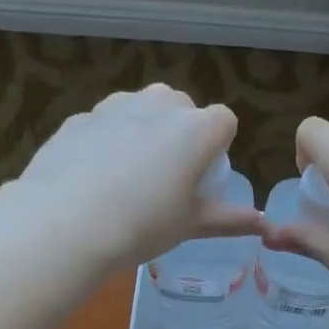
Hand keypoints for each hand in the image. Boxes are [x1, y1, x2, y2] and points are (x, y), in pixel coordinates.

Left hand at [8, 84, 259, 269]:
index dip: (216, 149)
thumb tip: (262, 224)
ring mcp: (115, 105)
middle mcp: (160, 103)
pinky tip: (91, 180)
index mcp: (197, 128)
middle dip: (178, 135)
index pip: (224, 122)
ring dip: (141, 134)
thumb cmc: (143, 225)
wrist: (66, 223)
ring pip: (140, 112)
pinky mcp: (80, 117)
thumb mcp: (191, 225)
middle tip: (164, 181)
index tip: (201, 178)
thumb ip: (228, 218)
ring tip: (125, 181)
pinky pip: (104, 127)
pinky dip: (104, 144)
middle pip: (181, 109)